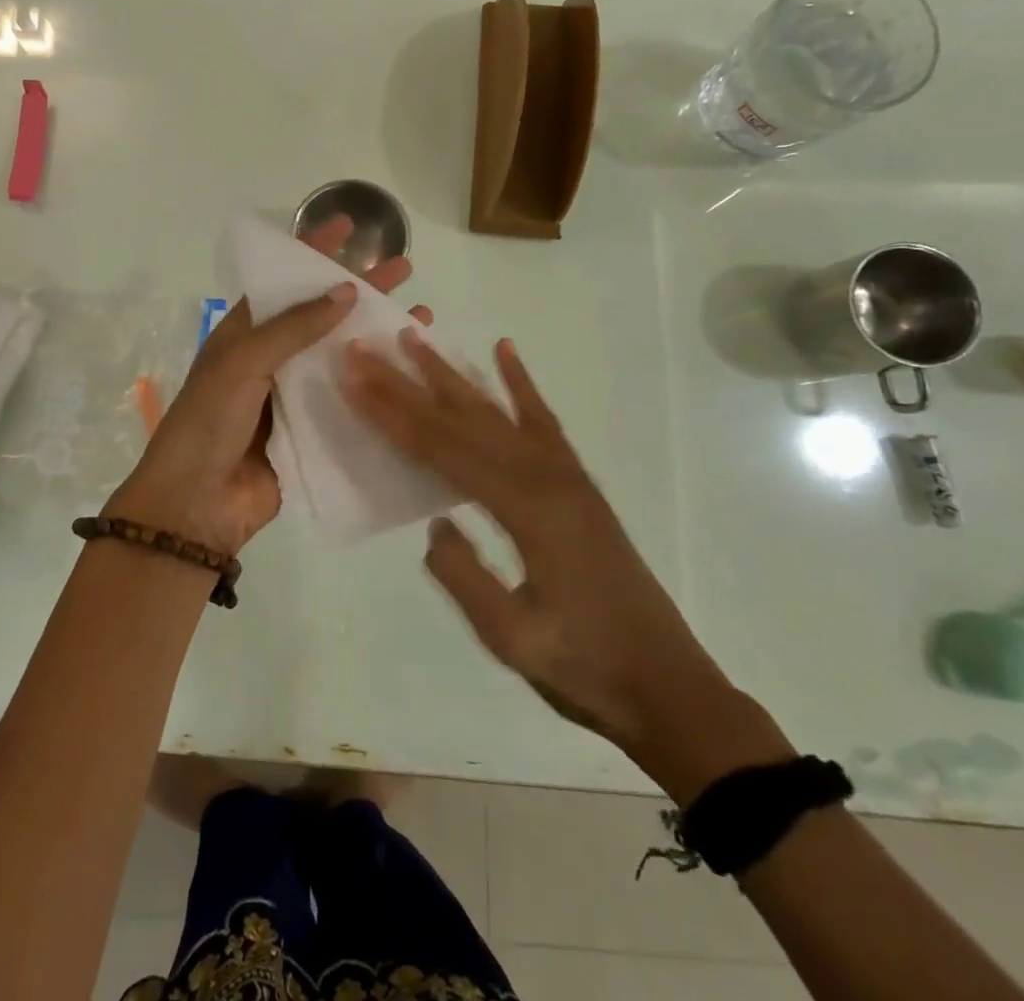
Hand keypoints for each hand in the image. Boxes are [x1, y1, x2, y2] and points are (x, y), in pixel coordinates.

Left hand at [108, 218, 429, 555]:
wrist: (197, 504)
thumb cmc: (209, 421)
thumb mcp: (242, 363)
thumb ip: (293, 328)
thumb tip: (347, 291)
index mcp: (245, 335)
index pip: (285, 284)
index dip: (314, 254)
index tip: (348, 227)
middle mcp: (272, 360)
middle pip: (323, 316)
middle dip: (362, 291)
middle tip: (404, 269)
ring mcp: (294, 397)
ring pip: (342, 357)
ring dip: (378, 337)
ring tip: (424, 317)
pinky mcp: (313, 432)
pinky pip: (349, 401)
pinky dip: (378, 385)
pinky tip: (412, 374)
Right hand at [341, 331, 735, 757]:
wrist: (669, 687)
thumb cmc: (586, 669)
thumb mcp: (511, 637)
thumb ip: (463, 575)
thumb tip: (434, 524)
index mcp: (525, 510)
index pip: (442, 450)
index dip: (392, 414)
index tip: (354, 379)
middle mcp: (545, 476)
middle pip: (461, 420)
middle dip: (407, 382)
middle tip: (365, 348)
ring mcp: (565, 474)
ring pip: (496, 412)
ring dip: (451, 374)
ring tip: (417, 336)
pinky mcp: (577, 482)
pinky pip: (543, 420)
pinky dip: (521, 384)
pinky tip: (505, 351)